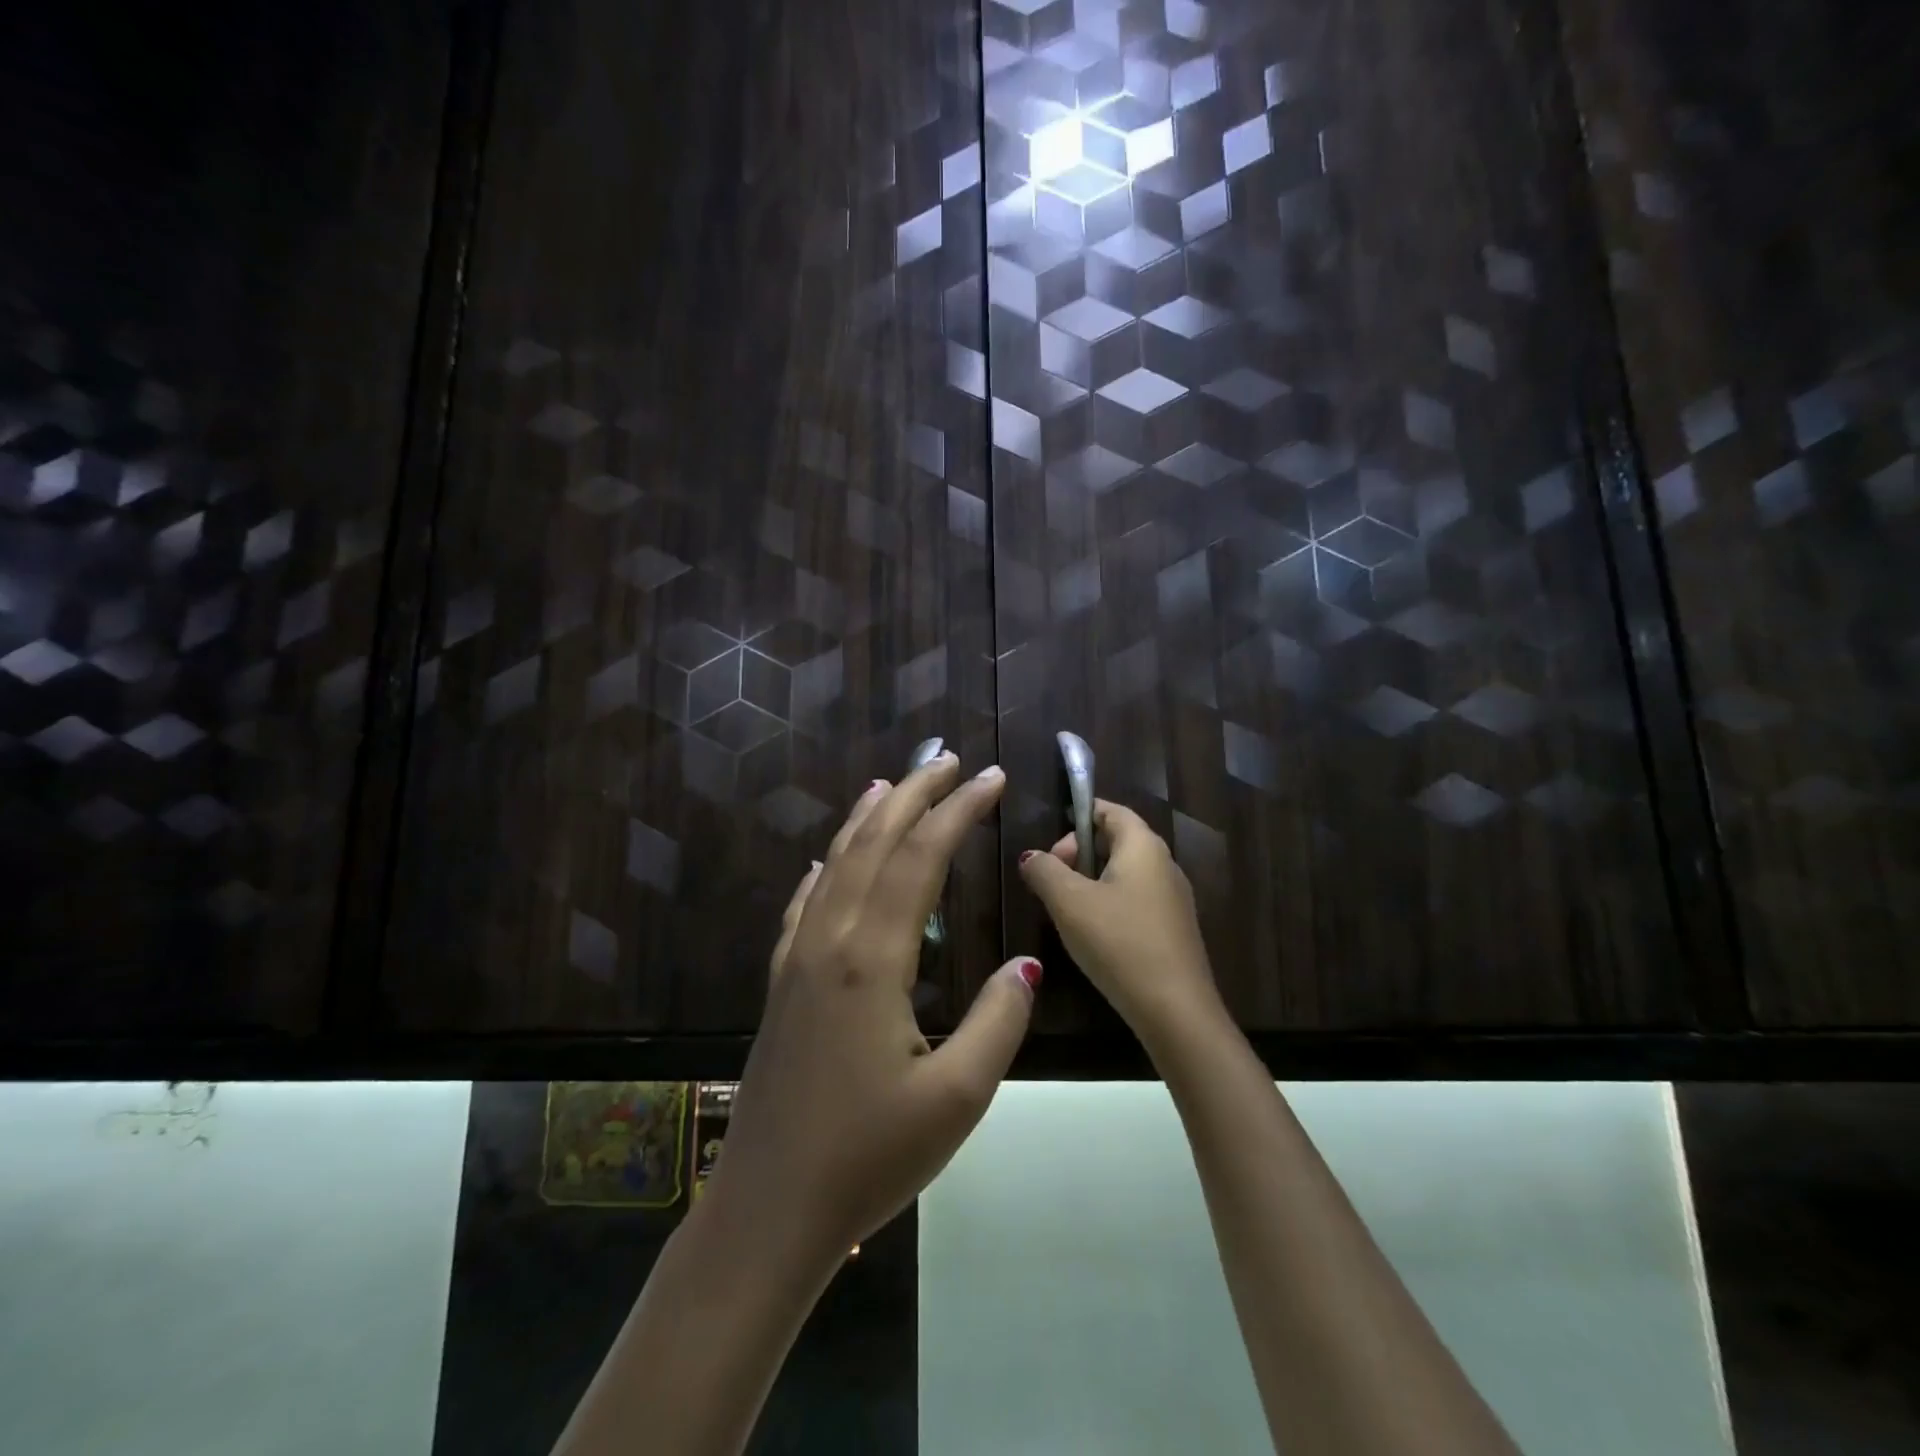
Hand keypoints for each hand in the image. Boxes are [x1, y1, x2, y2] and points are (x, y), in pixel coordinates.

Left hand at [708, 753, 1040, 1265]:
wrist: (768, 1210)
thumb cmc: (868, 1158)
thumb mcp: (957, 1098)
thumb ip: (998, 1021)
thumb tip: (1027, 965)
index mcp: (872, 960)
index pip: (920, 859)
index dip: (957, 812)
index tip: (989, 778)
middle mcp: (830, 942)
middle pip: (873, 845)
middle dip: (913, 796)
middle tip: (946, 761)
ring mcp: (797, 961)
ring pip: (833, 866)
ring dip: (865, 820)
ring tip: (890, 785)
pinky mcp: (780, 985)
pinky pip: (802, 906)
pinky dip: (821, 871)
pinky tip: (824, 862)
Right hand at [1018, 798, 1223, 1047]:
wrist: (1175, 1010)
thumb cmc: (1119, 942)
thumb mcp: (1069, 902)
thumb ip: (1044, 871)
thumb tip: (1031, 857)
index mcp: (1143, 846)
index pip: (1110, 810)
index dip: (1078, 817)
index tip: (1049, 845)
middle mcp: (1165, 863)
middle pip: (1117, 840)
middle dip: (1079, 853)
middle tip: (1052, 879)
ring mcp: (1174, 898)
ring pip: (1125, 873)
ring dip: (1091, 881)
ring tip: (1065, 908)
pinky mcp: (1174, 929)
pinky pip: (1136, 899)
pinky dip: (1109, 904)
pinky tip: (1093, 934)